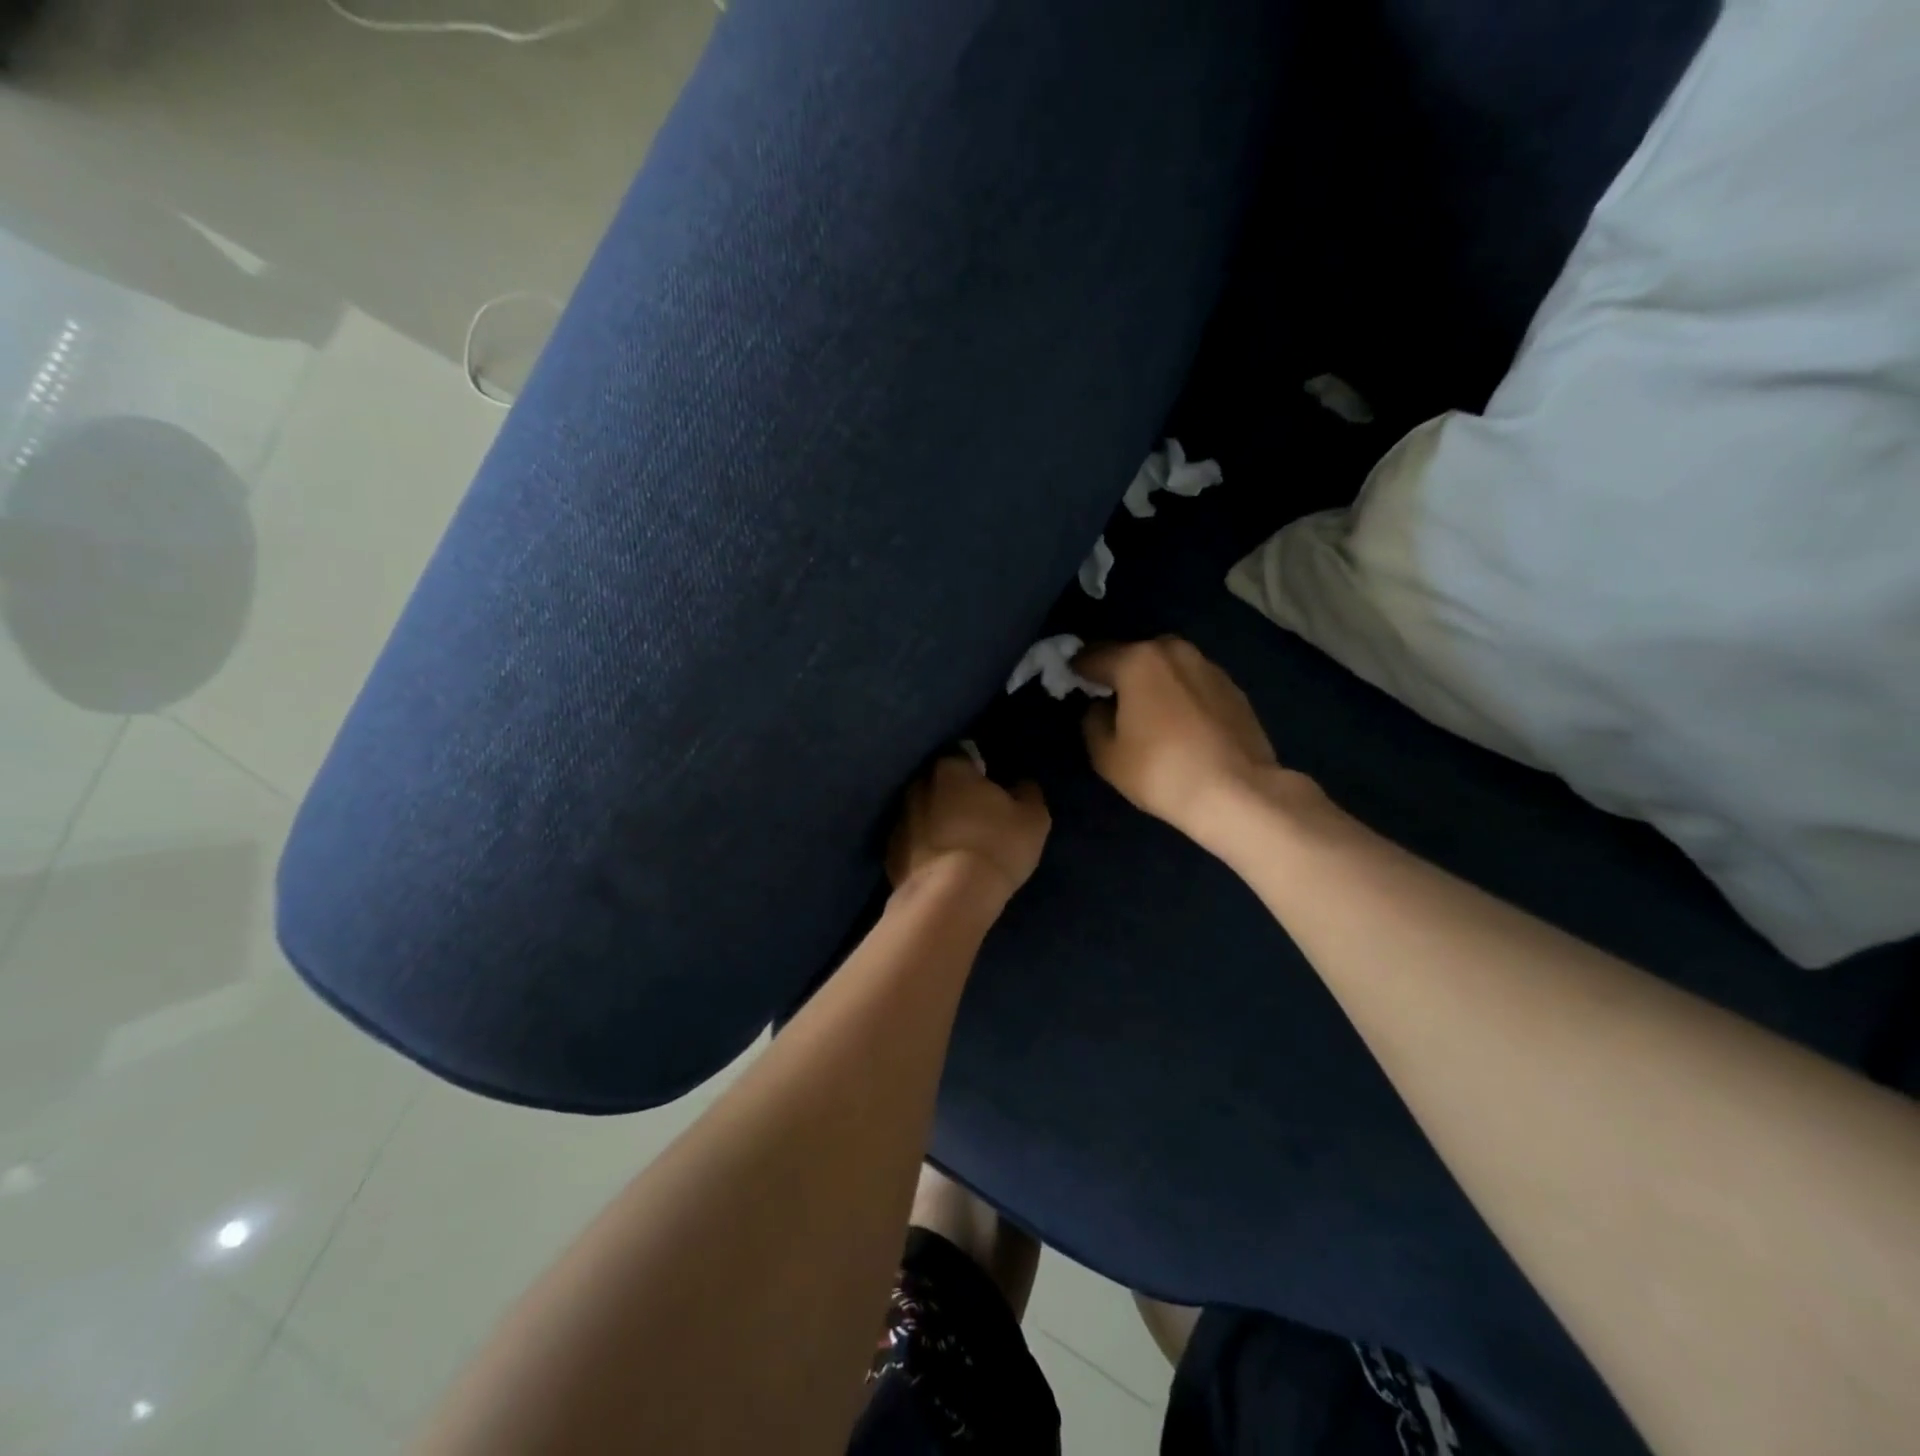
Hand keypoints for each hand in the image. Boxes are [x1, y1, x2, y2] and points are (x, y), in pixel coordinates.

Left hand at [887, 756, 1050, 900]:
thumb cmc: (996, 846)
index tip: (991, 789)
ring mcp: (899, 820)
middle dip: (952, 796)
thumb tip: (1020, 785)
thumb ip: (1027, 792)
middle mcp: (917, 786)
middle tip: (976, 818)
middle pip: (938, 784)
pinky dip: (923, 850)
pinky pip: (911, 844)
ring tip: (957, 846)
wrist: (949, 898)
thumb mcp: (1033, 818)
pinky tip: (940, 867)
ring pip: (921, 813)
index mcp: (950, 768)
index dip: (979, 772)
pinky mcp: (889, 854)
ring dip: (936, 823)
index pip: (964, 757)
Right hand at [1078, 637, 1281, 836]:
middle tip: (1110, 701)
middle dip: (1118, 673)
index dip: (1076, 671)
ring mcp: (1208, 666)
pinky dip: (1180, 694)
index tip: (1069, 685)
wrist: (1239, 793)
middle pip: (1133, 655)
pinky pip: (1192, 683)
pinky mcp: (1233, 687)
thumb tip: (1101, 707)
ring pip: (1166, 667)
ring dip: (1152, 682)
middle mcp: (1174, 651)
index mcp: (1137, 660)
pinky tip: (1180, 724)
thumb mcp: (1106, 755)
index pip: (1093, 656)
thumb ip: (1093, 721)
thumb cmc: (1161, 772)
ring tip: (1147, 713)